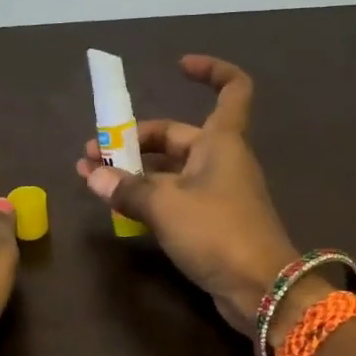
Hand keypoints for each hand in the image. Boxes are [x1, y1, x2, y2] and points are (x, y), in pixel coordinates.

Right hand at [75, 56, 302, 335]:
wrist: (261, 289)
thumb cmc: (218, 232)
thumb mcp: (166, 206)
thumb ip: (128, 189)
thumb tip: (93, 176)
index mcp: (222, 141)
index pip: (232, 88)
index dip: (210, 70)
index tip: (179, 66)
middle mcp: (221, 160)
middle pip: (177, 137)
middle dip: (134, 141)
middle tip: (93, 155)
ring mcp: (218, 193)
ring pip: (171, 171)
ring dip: (135, 173)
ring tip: (94, 180)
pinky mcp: (212, 223)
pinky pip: (175, 199)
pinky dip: (149, 198)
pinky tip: (119, 208)